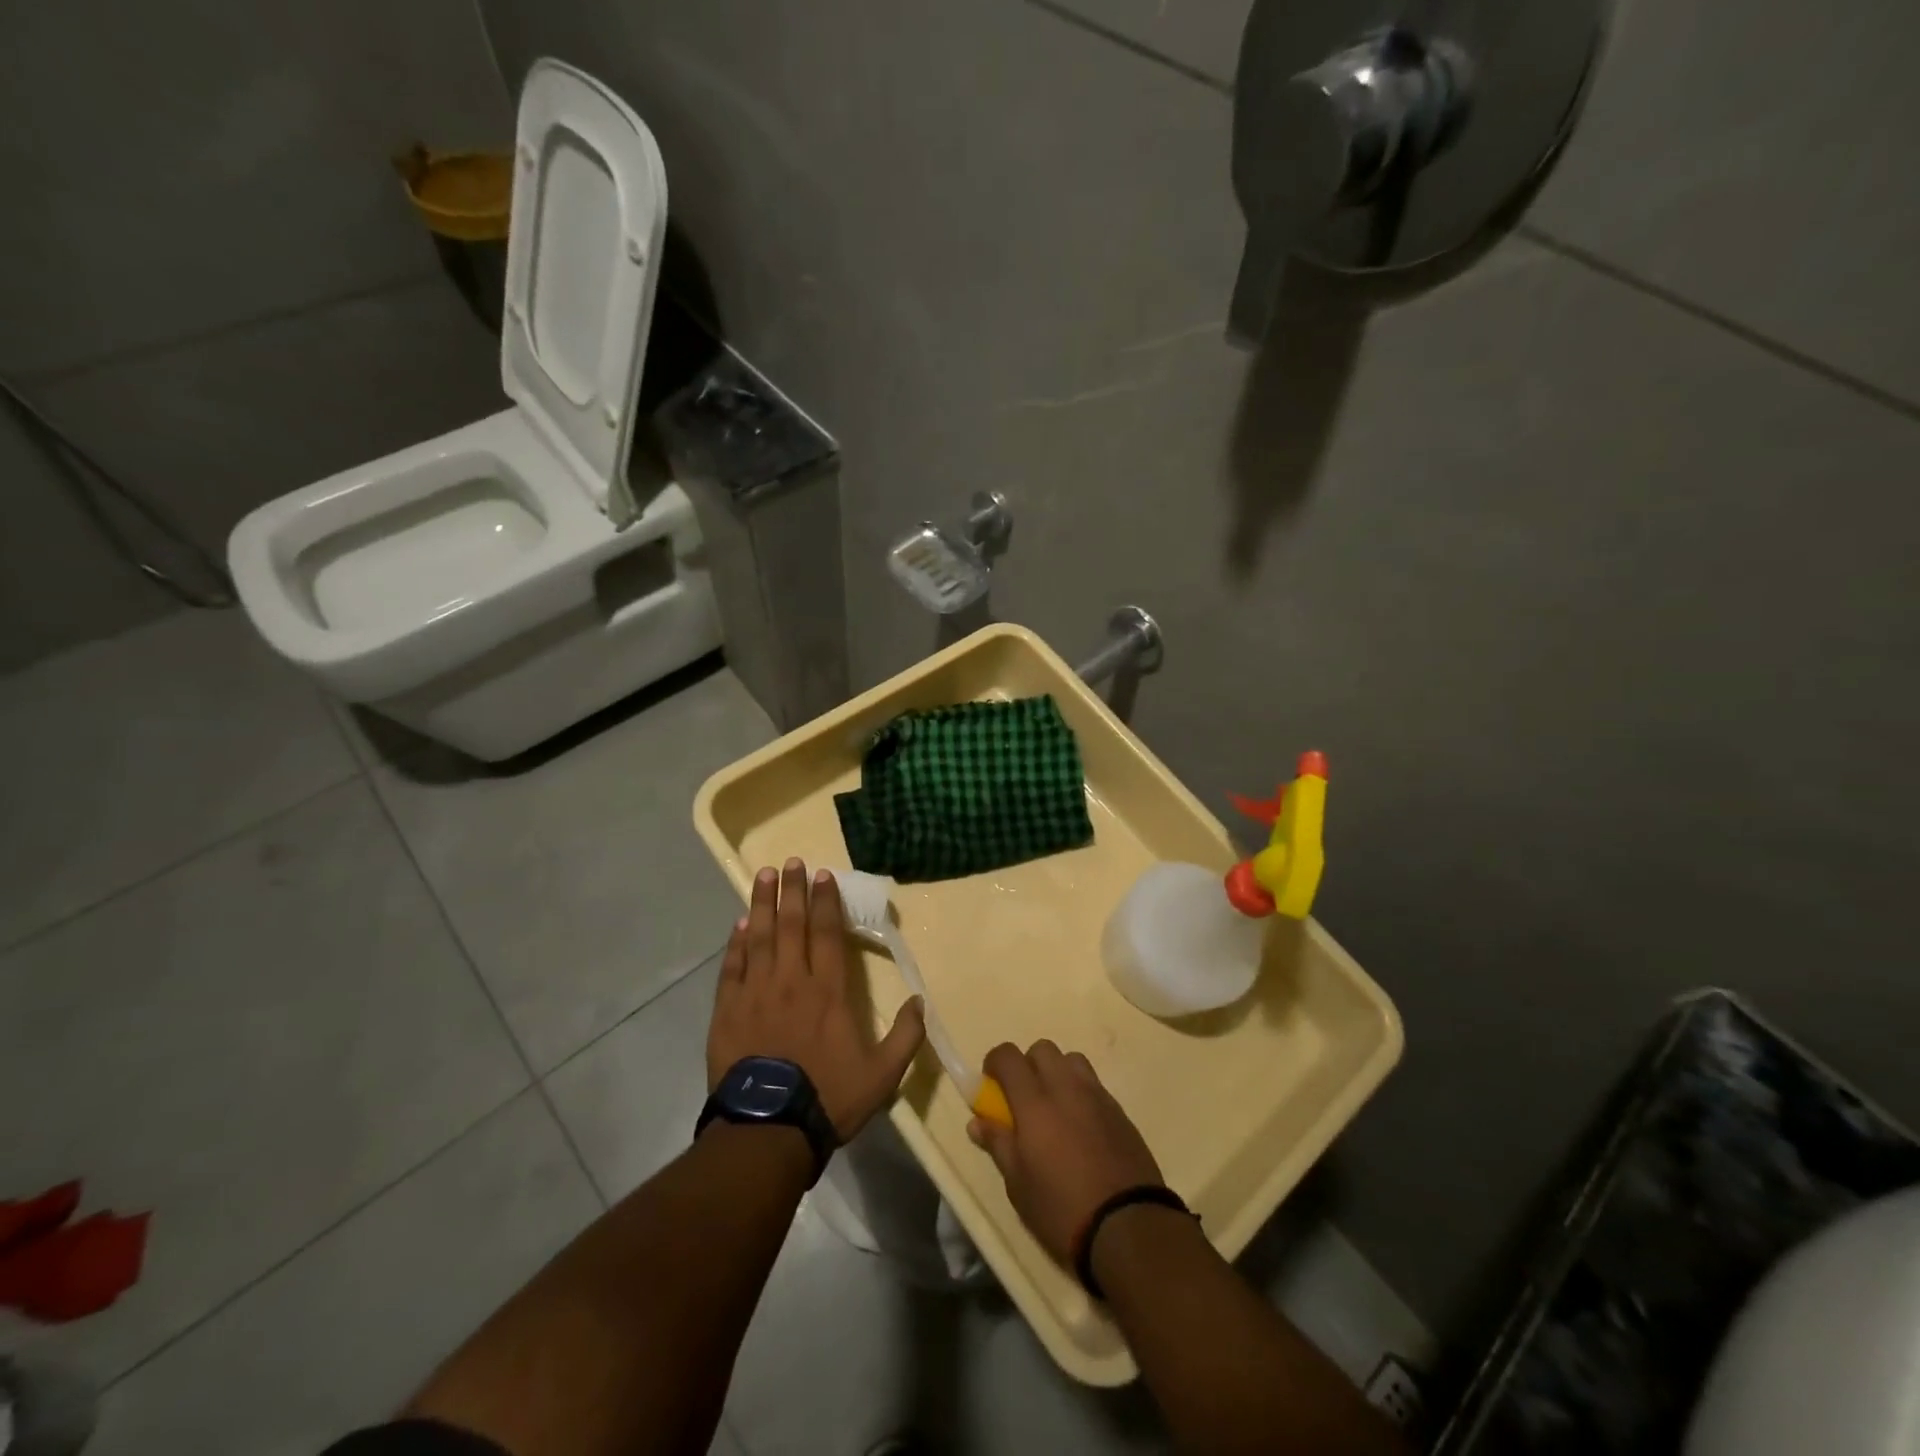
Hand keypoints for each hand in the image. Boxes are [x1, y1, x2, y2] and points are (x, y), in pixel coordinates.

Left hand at [708, 859, 926, 1142]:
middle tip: (792, 862)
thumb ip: (906, 1036)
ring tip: (764, 876)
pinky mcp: (728, 1010)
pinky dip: (736, 944)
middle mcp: (792, 981)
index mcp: (828, 991)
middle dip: (793, 890)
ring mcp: (756, 993)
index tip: (823, 875)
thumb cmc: (828, 1098)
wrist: (768, 1129)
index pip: (828, 934)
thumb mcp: (882, 1074)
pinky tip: (739, 924)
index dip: (826, 902)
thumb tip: (921, 1001)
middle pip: (792, 925)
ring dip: (763, 904)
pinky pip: (732, 967)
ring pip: (760, 937)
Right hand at [967, 1041, 1164, 1266]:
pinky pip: (1094, 1085)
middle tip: (1022, 1100)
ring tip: (1054, 1110)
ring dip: (1057, 1074)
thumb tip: (977, 1121)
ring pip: (1072, 1061)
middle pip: (1042, 1049)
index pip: (1008, 1056)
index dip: (994, 1063)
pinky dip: (1080, 1093)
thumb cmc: (1062, 1208)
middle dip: (1027, 1065)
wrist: (1129, 1226)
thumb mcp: (1018, 1185)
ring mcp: (1097, 1096)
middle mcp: (1066, 1087)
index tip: (991, 1086)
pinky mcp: (1120, 1111)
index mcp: (1035, 1101)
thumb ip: (998, 1144)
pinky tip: (1080, 1129)